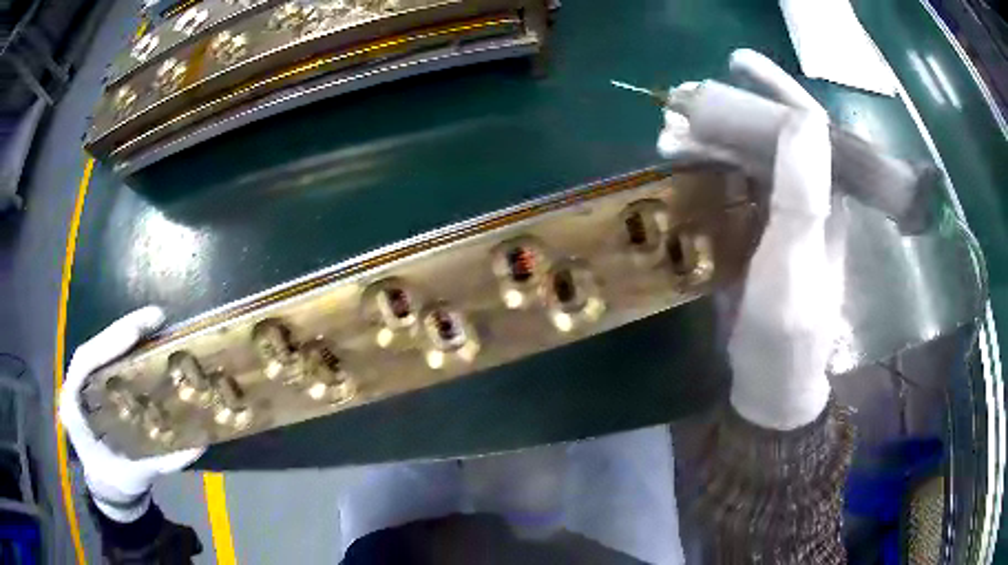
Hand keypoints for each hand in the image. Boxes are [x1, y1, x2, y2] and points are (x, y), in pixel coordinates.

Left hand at [58, 306, 204, 521]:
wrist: (108, 485)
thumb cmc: (118, 480)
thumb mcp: (137, 474)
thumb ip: (163, 460)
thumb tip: (199, 442)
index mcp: (75, 408)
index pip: (84, 364)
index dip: (106, 345)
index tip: (135, 333)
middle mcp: (77, 388)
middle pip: (94, 348)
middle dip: (121, 330)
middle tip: (155, 318)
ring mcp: (85, 384)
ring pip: (100, 349)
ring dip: (125, 333)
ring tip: (155, 322)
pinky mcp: (96, 385)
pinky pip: (107, 359)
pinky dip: (125, 345)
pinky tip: (146, 339)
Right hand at [659, 49, 845, 429]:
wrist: (772, 380)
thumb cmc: (789, 327)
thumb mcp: (798, 260)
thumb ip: (804, 191)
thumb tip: (802, 116)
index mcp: (828, 196)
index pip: (809, 124)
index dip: (776, 88)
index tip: (736, 63)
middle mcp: (809, 195)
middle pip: (771, 135)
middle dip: (728, 112)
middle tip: (679, 105)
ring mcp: (781, 213)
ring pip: (747, 157)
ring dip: (709, 140)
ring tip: (665, 139)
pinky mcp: (757, 231)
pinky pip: (732, 185)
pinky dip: (705, 170)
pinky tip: (677, 168)